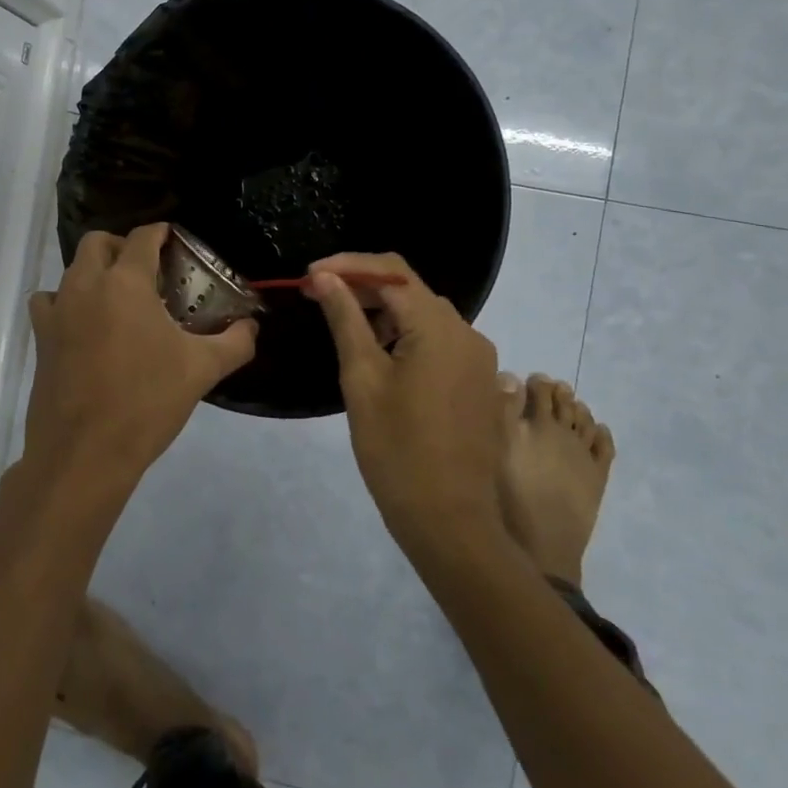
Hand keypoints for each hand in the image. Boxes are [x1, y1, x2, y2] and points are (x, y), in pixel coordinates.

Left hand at [22, 223, 256, 497]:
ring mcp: (58, 311)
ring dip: (94, 272)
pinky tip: (84, 326)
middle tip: (147, 271)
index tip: (174, 241)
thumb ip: (235, 342)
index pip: (143, 237)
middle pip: (98, 242)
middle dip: (122, 246)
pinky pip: (49, 303)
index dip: (161, 233)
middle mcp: (86, 285)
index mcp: (126, 283)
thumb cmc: (146, 403)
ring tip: (118, 299)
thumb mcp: (201, 370)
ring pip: (72, 270)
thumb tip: (252, 326)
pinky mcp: (41, 339)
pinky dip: (65, 303)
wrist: (84, 454)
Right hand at [306, 253, 505, 551]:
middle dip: (362, 286)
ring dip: (383, 310)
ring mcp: (478, 357)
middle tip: (318, 296)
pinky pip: (438, 339)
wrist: (450, 522)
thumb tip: (326, 278)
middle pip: (409, 288)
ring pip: (423, 313)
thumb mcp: (362, 379)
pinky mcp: (478, 380)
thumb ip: (346, 320)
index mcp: (438, 328)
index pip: (391, 272)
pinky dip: (405, 334)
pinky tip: (378, 353)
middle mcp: (466, 331)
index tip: (310, 277)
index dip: (347, 265)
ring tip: (343, 324)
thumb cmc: (397, 451)